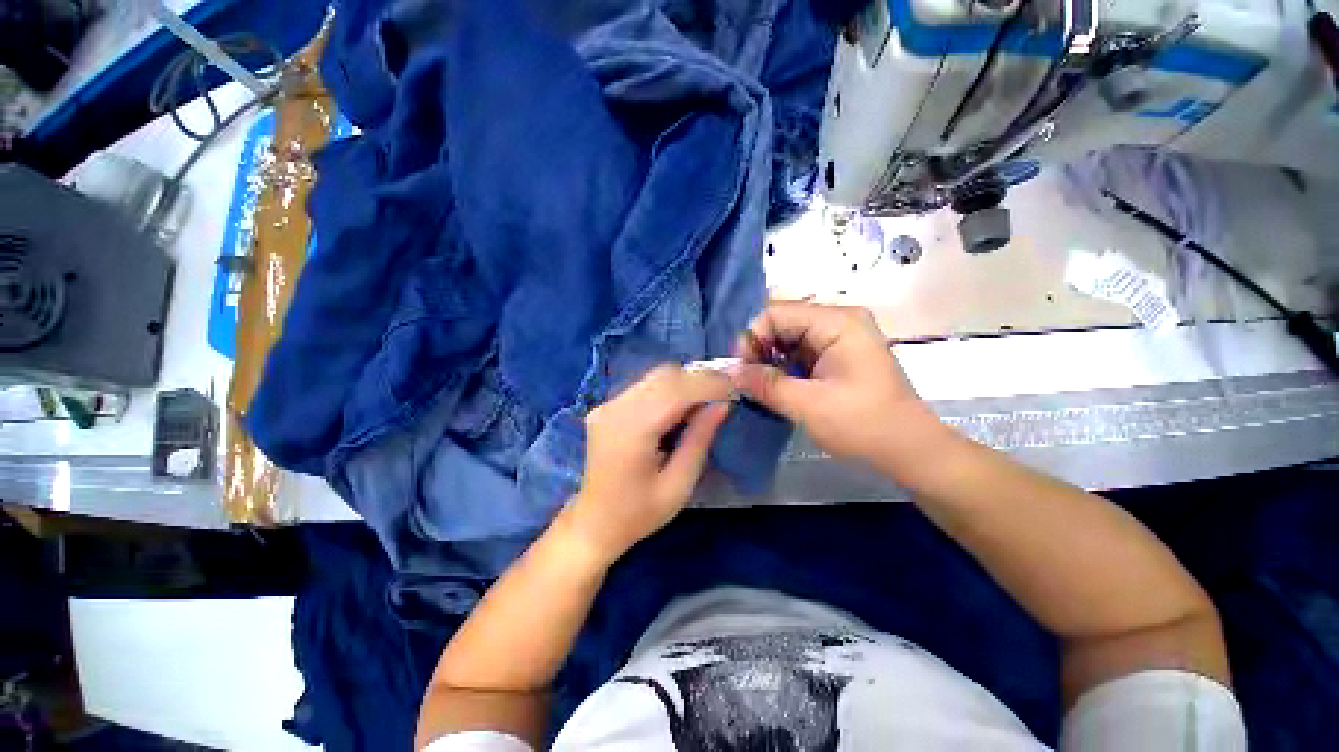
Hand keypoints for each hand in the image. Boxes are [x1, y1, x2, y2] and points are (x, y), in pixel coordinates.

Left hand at [558, 365, 732, 565]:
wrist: (594, 522)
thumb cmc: (639, 513)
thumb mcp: (679, 485)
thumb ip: (699, 439)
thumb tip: (723, 404)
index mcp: (631, 431)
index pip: (675, 391)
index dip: (708, 384)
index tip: (735, 389)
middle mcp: (615, 409)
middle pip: (664, 376)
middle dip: (699, 380)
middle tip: (722, 397)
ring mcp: (607, 405)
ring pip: (655, 376)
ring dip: (684, 383)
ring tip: (703, 404)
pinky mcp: (606, 406)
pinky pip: (645, 386)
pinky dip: (669, 390)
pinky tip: (679, 409)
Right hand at [732, 301, 939, 471]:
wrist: (910, 449)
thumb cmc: (863, 425)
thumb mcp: (808, 405)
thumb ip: (765, 385)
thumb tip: (729, 373)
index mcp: (837, 322)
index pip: (776, 313)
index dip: (751, 338)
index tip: (740, 370)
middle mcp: (838, 320)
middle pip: (782, 323)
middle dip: (759, 350)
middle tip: (748, 382)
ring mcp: (840, 337)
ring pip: (788, 338)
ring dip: (770, 361)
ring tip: (760, 387)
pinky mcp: (838, 355)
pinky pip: (800, 352)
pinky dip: (784, 368)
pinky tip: (778, 388)